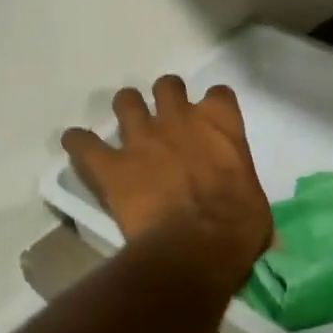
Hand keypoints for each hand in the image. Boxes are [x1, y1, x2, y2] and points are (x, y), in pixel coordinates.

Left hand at [63, 76, 272, 283]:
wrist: (197, 245)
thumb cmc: (238, 225)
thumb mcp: (254, 201)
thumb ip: (243, 190)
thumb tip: (246, 214)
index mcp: (221, 123)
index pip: (219, 95)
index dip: (214, 107)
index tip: (212, 122)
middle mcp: (180, 119)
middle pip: (168, 86)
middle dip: (166, 98)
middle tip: (166, 120)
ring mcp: (142, 138)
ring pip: (126, 101)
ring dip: (127, 111)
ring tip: (127, 129)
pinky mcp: (111, 165)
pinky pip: (83, 143)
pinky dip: (79, 144)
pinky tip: (78, 145)